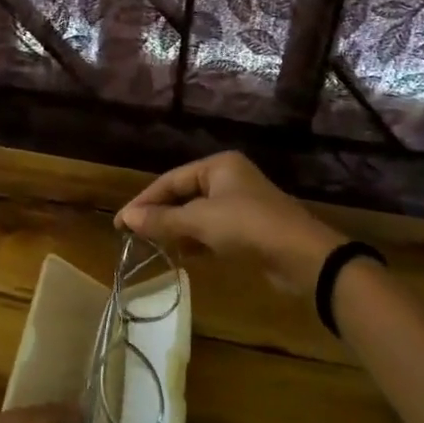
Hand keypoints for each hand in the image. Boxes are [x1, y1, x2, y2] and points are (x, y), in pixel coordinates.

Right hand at [116, 151, 341, 295]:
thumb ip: (162, 220)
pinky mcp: (248, 229)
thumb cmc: (248, 226)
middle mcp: (229, 179)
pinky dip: (195, 240)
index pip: (170, 179)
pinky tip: (181, 255)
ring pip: (197, 214)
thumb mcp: (200, 221)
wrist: (302, 257)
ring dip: (176, 229)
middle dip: (159, 215)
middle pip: (183, 195)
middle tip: (132, 235)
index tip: (121, 222)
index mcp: (218, 166)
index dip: (144, 200)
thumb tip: (126, 218)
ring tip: (151, 246)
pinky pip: (212, 231)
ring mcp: (240, 204)